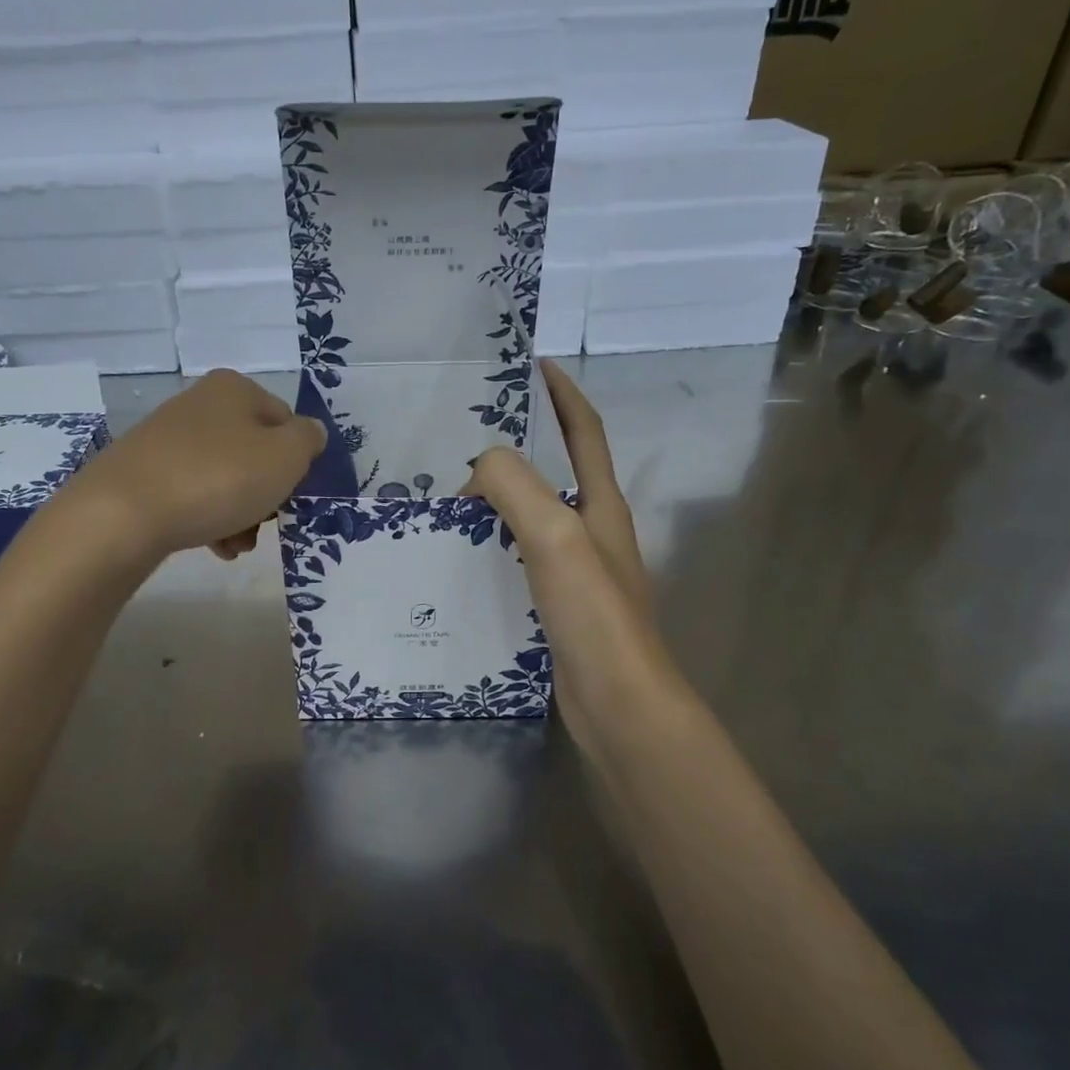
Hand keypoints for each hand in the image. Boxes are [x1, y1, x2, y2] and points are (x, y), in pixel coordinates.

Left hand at [62, 369, 325, 561]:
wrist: (124, 513)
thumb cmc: (219, 478)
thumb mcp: (286, 457)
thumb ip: (309, 440)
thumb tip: (309, 433)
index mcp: (235, 389)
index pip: (286, 422)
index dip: (296, 461)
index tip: (290, 494)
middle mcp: (200, 404)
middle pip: (254, 452)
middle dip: (266, 494)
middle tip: (264, 524)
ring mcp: (167, 438)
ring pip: (225, 477)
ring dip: (241, 513)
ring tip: (236, 546)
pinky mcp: (144, 471)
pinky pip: (193, 493)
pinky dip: (209, 518)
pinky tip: (213, 546)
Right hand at [460, 361, 654, 733]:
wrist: (618, 704)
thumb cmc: (593, 614)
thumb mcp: (554, 535)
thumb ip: (514, 487)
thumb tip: (476, 473)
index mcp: (601, 506)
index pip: (584, 432)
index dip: (562, 393)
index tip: (532, 364)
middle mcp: (593, 531)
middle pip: (556, 472)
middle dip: (520, 447)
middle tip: (465, 438)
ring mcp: (577, 571)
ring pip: (532, 517)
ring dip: (499, 499)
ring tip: (450, 495)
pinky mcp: (557, 606)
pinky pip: (519, 558)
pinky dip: (492, 545)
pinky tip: (460, 557)